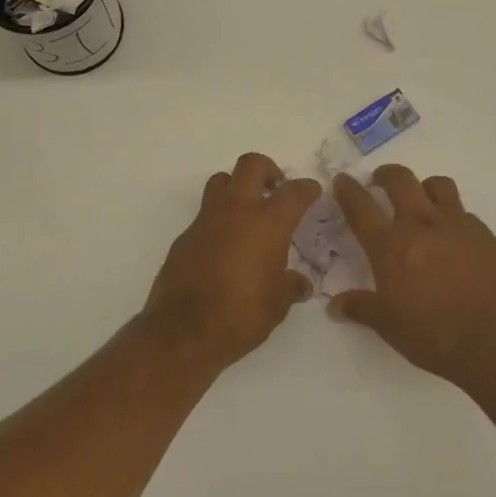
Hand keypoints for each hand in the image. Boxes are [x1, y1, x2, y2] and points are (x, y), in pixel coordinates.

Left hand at [143, 153, 321, 370]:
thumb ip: (291, 286)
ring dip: (237, 186)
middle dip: (268, 169)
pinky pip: (205, 214)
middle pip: (251, 165)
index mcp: (267, 224)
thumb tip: (300, 284)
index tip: (312, 191)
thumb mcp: (277, 305)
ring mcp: (206, 221)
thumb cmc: (241, 316)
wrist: (183, 332)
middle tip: (276, 188)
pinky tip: (225, 245)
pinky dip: (219, 219)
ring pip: (221, 181)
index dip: (307, 188)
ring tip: (248, 210)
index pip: (294, 192)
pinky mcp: (185, 236)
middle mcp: (236, 212)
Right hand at [331, 166, 495, 393]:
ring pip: (438, 185)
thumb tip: (336, 305)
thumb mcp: (388, 326)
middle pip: (400, 180)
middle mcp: (422, 225)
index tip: (342, 181)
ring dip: (424, 187)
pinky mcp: (486, 236)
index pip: (361, 207)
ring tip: (421, 201)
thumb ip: (361, 308)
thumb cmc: (433, 335)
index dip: (348, 190)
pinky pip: (465, 213)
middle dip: (385, 175)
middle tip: (380, 181)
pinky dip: (454, 217)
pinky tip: (454, 237)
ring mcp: (458, 226)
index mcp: (391, 246)